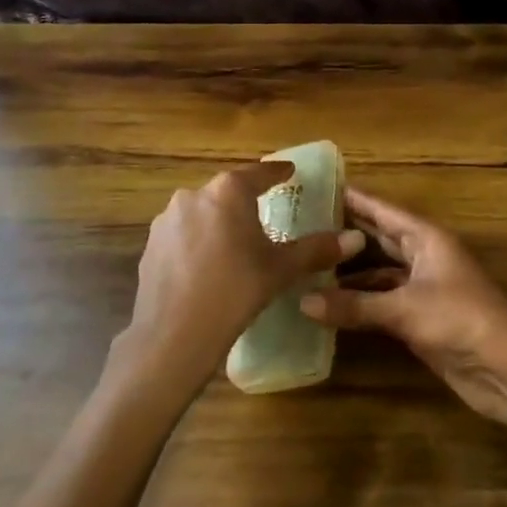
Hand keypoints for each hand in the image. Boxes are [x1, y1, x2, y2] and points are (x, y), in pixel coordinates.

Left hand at [117, 161, 363, 399]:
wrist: (174, 335)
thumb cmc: (236, 291)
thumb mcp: (281, 269)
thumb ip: (317, 249)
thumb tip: (355, 239)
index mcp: (228, 192)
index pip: (259, 173)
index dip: (277, 172)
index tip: (289, 171)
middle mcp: (194, 195)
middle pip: (227, 191)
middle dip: (246, 200)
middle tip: (265, 212)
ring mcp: (167, 220)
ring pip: (202, 212)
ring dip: (219, 221)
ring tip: (235, 244)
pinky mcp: (151, 246)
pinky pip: (183, 235)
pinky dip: (198, 242)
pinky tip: (208, 266)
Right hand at [300, 188, 506, 440]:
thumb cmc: (461, 321)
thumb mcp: (405, 309)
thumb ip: (354, 305)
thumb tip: (303, 301)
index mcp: (427, 239)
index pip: (383, 210)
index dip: (353, 199)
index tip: (318, 187)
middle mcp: (422, 257)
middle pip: (378, 238)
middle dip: (345, 233)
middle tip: (301, 224)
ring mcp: (421, 289)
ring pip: (377, 272)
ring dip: (347, 271)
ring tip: (306, 263)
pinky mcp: (418, 319)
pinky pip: (380, 302)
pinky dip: (358, 302)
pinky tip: (327, 303)